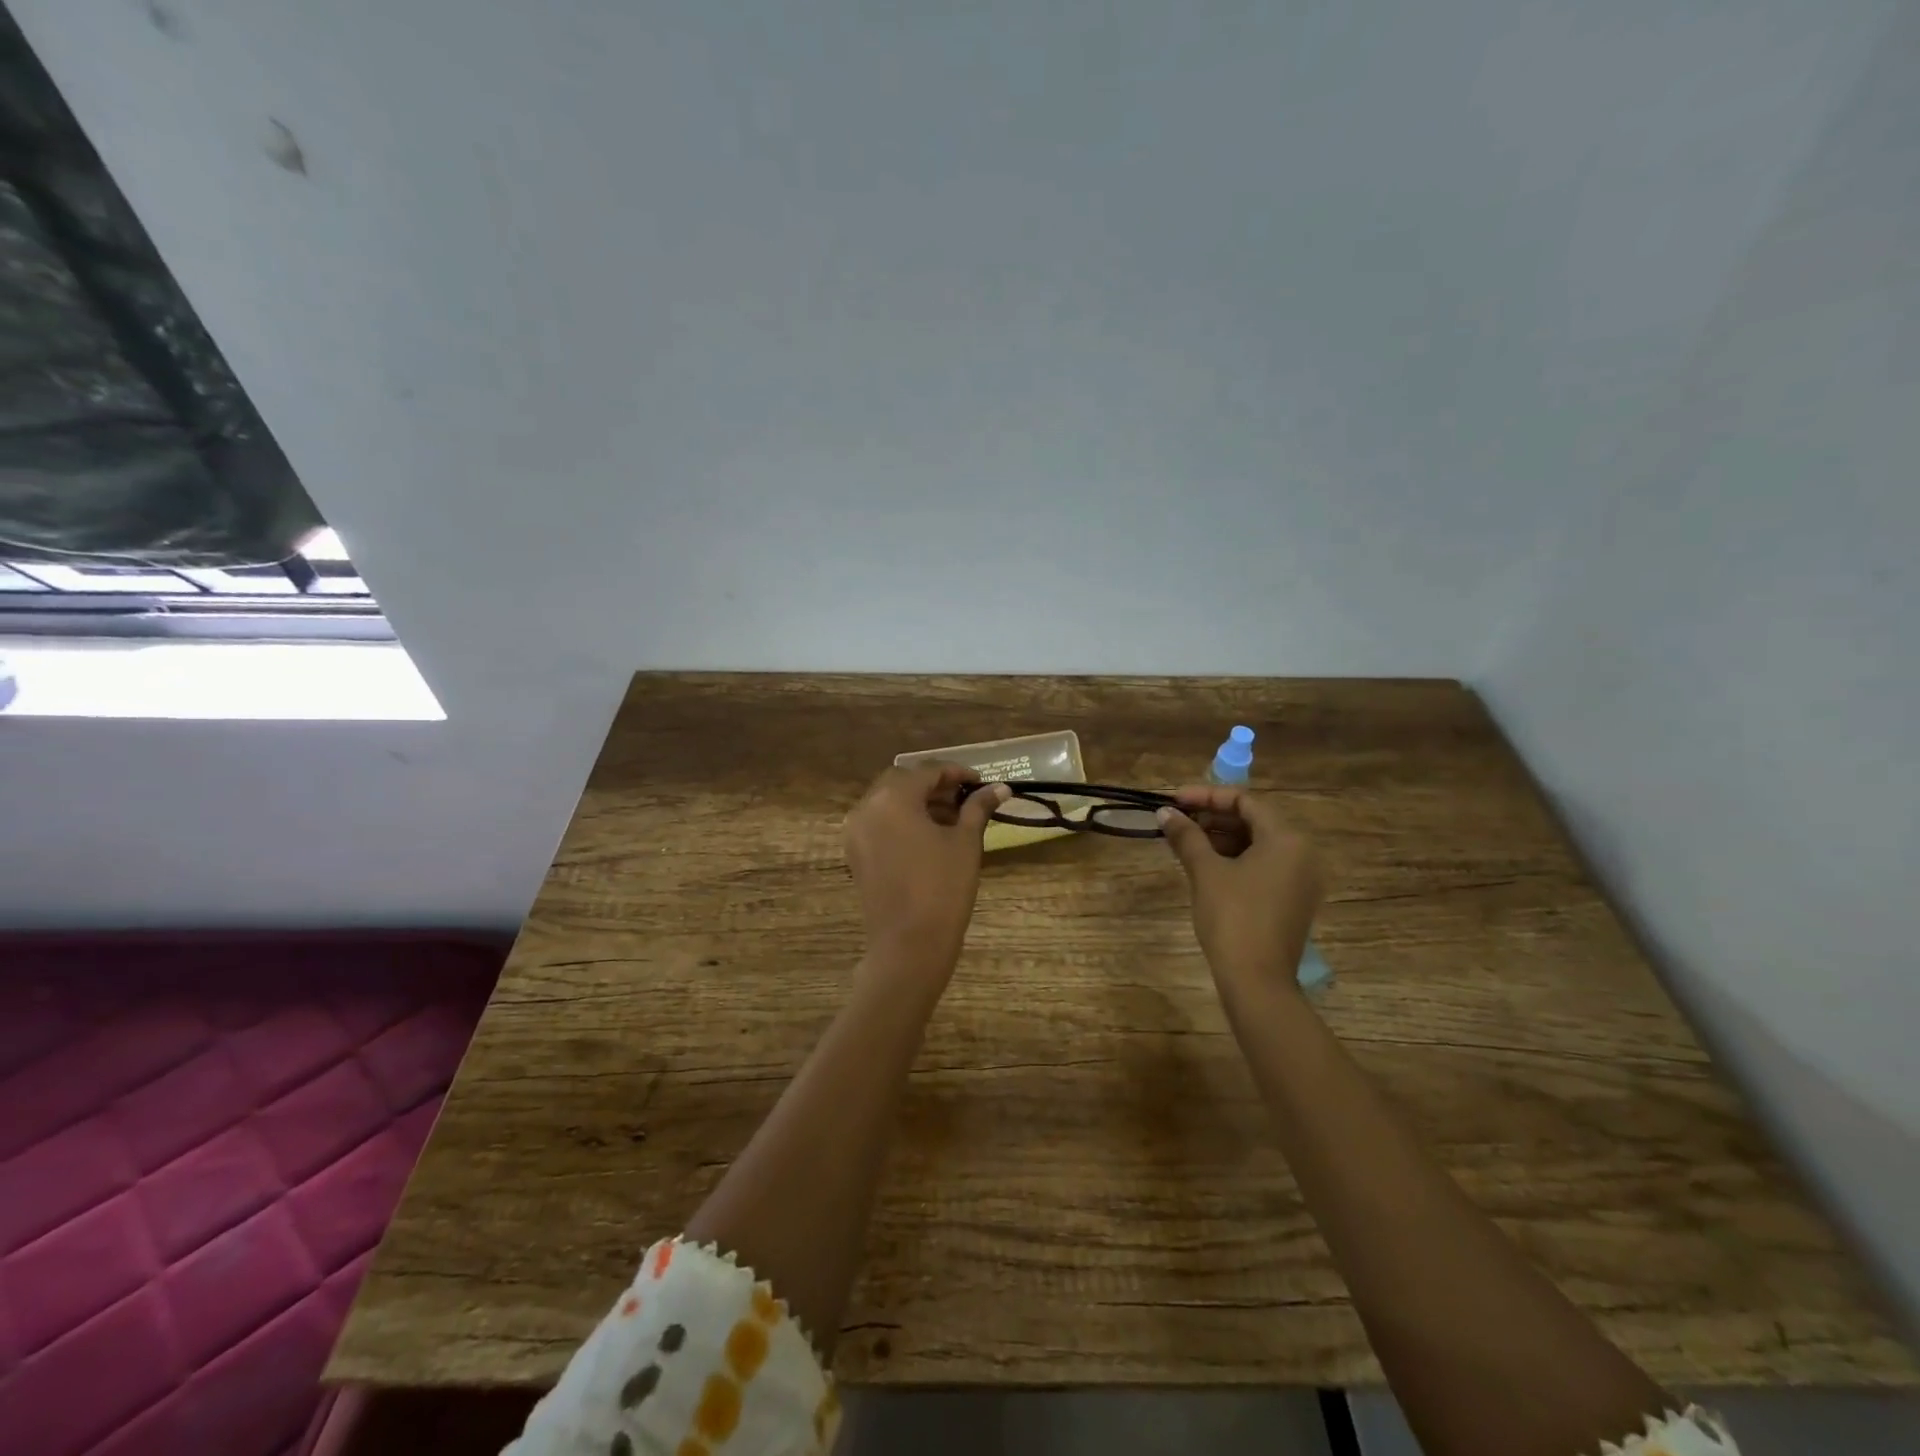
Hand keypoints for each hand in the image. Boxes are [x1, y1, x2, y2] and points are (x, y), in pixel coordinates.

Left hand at [844, 764, 1008, 986]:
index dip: (957, 773)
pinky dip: (902, 820)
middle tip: (965, 798)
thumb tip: (1000, 788)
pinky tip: (929, 837)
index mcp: (893, 798)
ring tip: (952, 819)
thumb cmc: (943, 888)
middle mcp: (867, 807)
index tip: (982, 783)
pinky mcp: (855, 854)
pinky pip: (879, 823)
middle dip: (934, 785)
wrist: (909, 945)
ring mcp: (856, 832)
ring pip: (888, 802)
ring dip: (918, 802)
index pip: (927, 771)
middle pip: (902, 781)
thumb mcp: (965, 842)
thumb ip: (978, 808)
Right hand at [1158, 785, 1323, 990]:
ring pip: (1257, 844)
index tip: (1175, 800)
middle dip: (1213, 817)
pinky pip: (1263, 866)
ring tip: (1184, 841)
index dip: (1207, 796)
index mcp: (1286, 839)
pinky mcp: (1292, 900)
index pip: (1245, 801)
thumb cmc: (1232, 917)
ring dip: (1221, 838)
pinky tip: (1204, 864)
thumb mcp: (1205, 871)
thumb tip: (1165, 812)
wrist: (1257, 980)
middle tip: (1177, 820)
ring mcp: (1300, 879)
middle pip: (1254, 821)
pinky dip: (1235, 859)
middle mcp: (1301, 853)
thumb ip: (1186, 836)